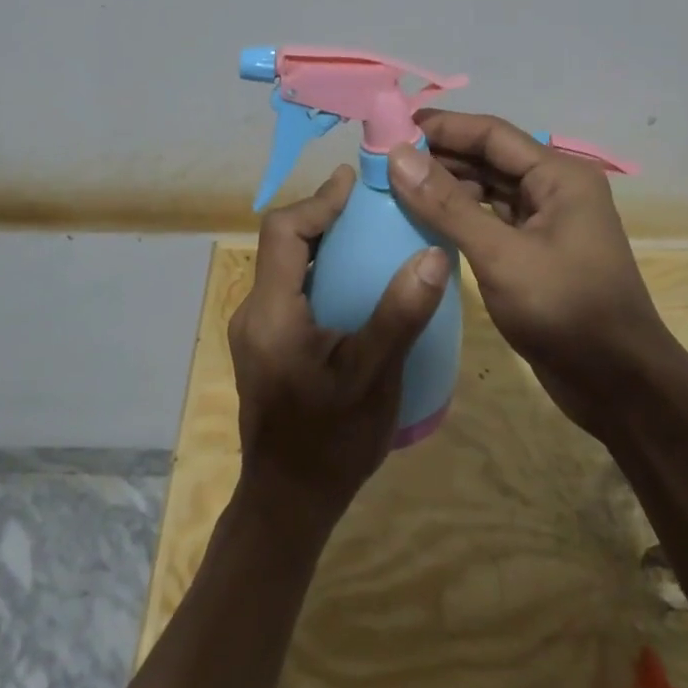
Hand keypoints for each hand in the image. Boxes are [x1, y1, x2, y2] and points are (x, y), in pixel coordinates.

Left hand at [229, 165, 452, 529]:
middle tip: (370, 206)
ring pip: (284, 266)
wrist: (289, 504)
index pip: (283, 232)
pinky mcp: (266, 345)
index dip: (319, 201)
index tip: (356, 184)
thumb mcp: (373, 377)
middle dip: (322, 217)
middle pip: (281, 243)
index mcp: (271, 312)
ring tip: (368, 235)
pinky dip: (318, 271)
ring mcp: (256, 330)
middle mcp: (254, 312)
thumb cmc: (331, 441)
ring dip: (321, 243)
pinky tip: (354, 285)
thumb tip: (433, 254)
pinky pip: (289, 289)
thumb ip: (400, 314)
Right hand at [385, 111, 673, 436]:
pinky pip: (491, 220)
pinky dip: (460, 217)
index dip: (441, 127)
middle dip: (440, 157)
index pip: (491, 134)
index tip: (391, 127)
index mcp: (559, 175)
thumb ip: (447, 205)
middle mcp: (555, 189)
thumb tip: (398, 155)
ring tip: (394, 187)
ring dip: (447, 187)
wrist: (618, 385)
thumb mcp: (501, 255)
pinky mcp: (536, 252)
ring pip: (488, 190)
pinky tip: (424, 221)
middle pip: (489, 159)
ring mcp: (547, 222)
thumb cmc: (565, 310)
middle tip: (383, 159)